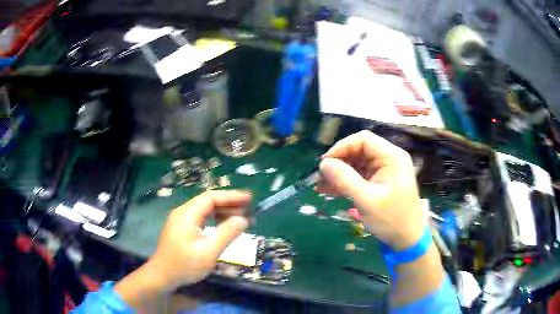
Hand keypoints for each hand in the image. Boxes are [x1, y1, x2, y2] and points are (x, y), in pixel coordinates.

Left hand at [146, 190, 250, 289]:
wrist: (162, 276)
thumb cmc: (184, 266)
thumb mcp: (208, 252)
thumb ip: (226, 234)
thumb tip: (243, 220)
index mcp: (187, 214)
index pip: (211, 197)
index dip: (231, 196)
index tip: (249, 198)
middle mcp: (183, 213)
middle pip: (208, 201)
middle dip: (229, 204)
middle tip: (249, 209)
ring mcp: (181, 220)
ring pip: (205, 210)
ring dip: (223, 212)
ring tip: (241, 218)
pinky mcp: (181, 228)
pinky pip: (201, 218)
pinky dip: (214, 219)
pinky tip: (224, 226)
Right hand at [318, 130, 425, 249]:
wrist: (406, 239)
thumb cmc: (391, 219)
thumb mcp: (366, 200)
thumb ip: (345, 180)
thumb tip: (323, 164)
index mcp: (392, 157)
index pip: (363, 140)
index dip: (342, 147)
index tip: (325, 163)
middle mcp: (388, 159)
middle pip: (359, 150)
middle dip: (338, 162)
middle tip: (320, 176)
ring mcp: (384, 171)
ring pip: (356, 164)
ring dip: (339, 173)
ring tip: (320, 185)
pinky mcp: (378, 182)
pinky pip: (359, 176)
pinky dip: (345, 182)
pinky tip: (328, 190)